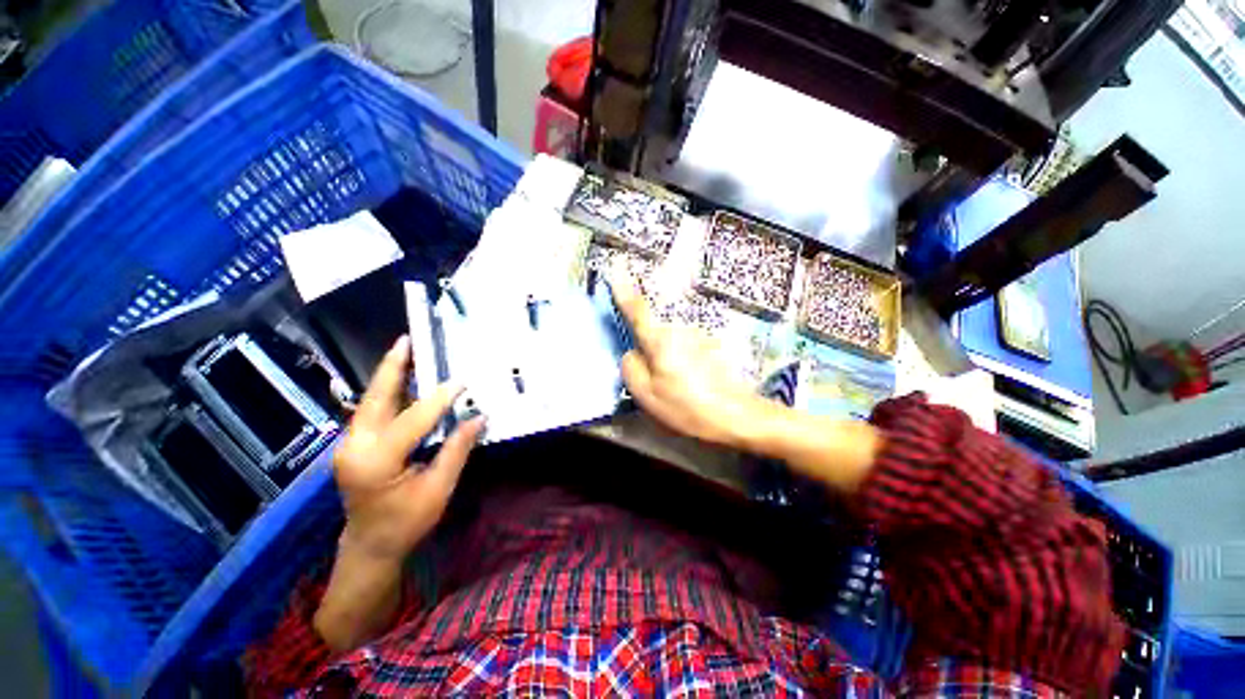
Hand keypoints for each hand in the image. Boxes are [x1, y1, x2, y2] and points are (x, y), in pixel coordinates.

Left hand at [334, 335, 484, 561]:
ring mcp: (349, 444)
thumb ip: (457, 450)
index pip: (412, 420)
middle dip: (393, 367)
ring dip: (390, 375)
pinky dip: (388, 391)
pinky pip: (372, 410)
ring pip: (370, 400)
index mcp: (376, 462)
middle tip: (407, 339)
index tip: (462, 381)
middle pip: (375, 398)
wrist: (370, 547)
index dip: (439, 399)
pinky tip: (403, 378)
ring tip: (406, 349)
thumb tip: (479, 418)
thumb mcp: (438, 490)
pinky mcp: (353, 444)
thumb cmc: (406, 523)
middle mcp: (355, 447)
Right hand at [609, 269, 770, 448]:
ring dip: (672, 358)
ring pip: (673, 342)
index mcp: (660, 340)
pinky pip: (690, 348)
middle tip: (659, 379)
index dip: (624, 290)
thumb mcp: (647, 395)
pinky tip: (697, 383)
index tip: (616, 269)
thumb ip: (631, 367)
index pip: (637, 309)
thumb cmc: (687, 406)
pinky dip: (688, 361)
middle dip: (652, 349)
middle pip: (656, 331)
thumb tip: (632, 352)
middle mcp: (680, 330)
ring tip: (681, 387)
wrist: (736, 414)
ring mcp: (699, 335)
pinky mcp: (713, 344)